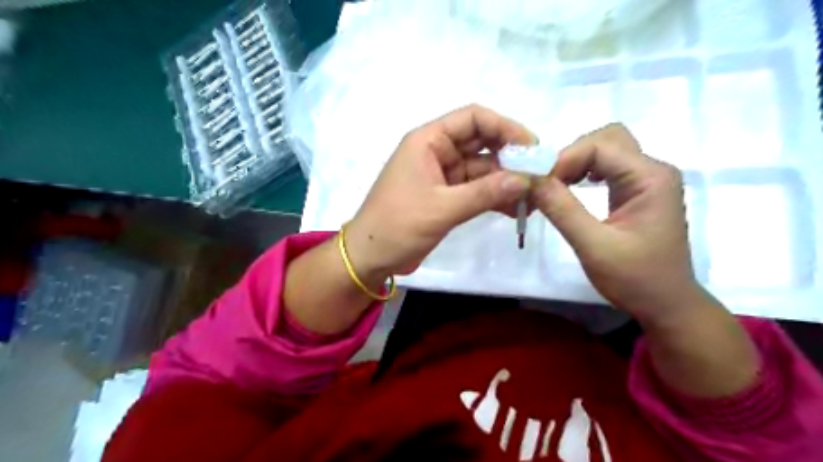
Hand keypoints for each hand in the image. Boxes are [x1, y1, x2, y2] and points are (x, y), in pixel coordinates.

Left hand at [345, 105, 533, 282]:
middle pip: (482, 143)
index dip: (505, 127)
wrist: (371, 257)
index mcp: (428, 141)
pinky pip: (477, 190)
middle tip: (540, 175)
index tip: (532, 148)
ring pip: (482, 170)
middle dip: (511, 157)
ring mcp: (443, 176)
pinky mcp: (447, 198)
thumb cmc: (397, 225)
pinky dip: (495, 197)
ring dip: (506, 181)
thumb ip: (484, 193)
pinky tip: (515, 209)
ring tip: (534, 196)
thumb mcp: (441, 208)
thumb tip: (526, 179)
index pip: (473, 119)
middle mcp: (437, 152)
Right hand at [534, 122, 707, 324]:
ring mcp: (647, 180)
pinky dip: (584, 173)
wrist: (667, 305)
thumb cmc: (635, 279)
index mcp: (650, 178)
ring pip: (606, 150)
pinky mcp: (638, 192)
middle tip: (548, 182)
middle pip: (607, 139)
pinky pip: (608, 168)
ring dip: (576, 163)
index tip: (540, 184)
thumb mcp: (593, 246)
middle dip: (572, 155)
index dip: (565, 159)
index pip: (600, 145)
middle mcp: (653, 170)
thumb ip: (562, 209)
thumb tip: (530, 179)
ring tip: (554, 187)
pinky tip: (571, 190)